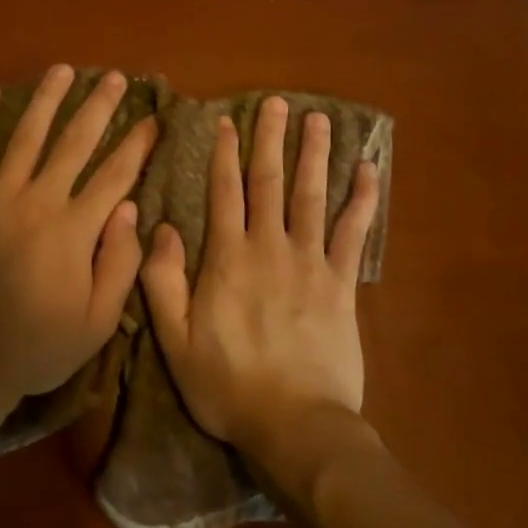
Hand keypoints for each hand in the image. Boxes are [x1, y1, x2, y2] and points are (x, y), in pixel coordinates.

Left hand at [0, 65, 157, 417]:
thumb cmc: (36, 347)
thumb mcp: (96, 322)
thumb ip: (118, 264)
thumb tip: (129, 208)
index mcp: (74, 230)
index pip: (115, 176)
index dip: (137, 145)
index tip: (153, 120)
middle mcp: (38, 201)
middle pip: (75, 143)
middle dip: (99, 107)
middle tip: (116, 78)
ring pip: (27, 137)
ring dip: (48, 100)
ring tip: (64, 69)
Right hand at [141, 96, 379, 456]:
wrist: (296, 425)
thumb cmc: (227, 385)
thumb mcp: (174, 339)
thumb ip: (162, 280)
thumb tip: (159, 226)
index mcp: (226, 258)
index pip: (224, 192)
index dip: (224, 153)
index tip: (227, 120)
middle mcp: (269, 247)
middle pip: (270, 182)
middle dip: (271, 139)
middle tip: (277, 102)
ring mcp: (310, 263)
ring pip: (312, 196)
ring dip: (315, 155)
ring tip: (320, 120)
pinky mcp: (342, 284)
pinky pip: (353, 234)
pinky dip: (362, 200)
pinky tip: (368, 170)